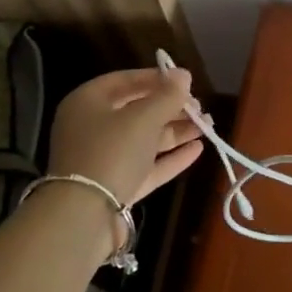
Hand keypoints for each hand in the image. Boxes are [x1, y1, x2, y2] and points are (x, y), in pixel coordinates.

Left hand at [46, 67, 205, 211]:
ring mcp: (103, 159)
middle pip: (137, 110)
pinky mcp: (115, 186)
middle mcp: (92, 127)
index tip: (186, 81)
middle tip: (200, 108)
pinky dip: (170, 157)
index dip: (158, 78)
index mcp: (88, 102)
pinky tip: (197, 149)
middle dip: (171, 108)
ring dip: (176, 131)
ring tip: (207, 126)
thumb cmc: (112, 151)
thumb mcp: (144, 117)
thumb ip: (167, 95)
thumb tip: (184, 75)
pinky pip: (146, 165)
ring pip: (144, 139)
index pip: (126, 80)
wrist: (85, 216)